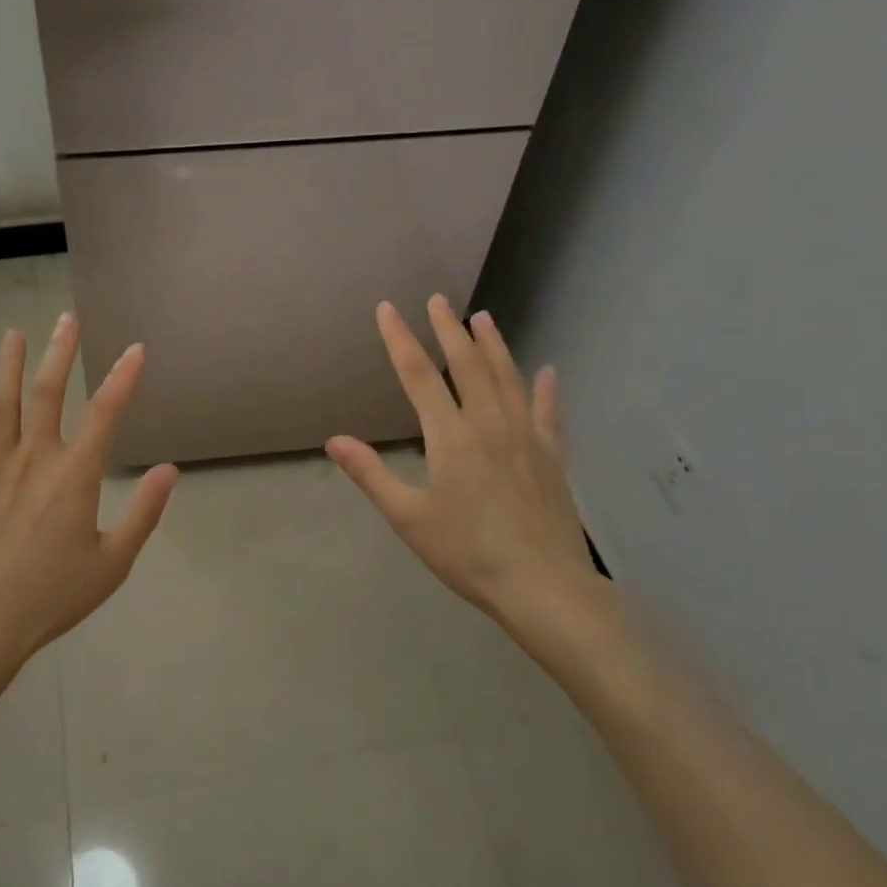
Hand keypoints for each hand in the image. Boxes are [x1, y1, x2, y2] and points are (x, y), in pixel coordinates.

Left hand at [0, 312, 177, 670]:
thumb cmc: (52, 596)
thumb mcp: (112, 563)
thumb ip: (143, 514)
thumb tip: (169, 470)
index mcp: (75, 475)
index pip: (105, 414)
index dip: (123, 378)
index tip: (135, 349)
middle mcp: (35, 460)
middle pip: (49, 394)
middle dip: (60, 353)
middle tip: (66, 319)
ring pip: (3, 406)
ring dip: (10, 368)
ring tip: (13, 335)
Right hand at [327, 297, 607, 662]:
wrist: (545, 587)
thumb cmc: (469, 554)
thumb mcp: (409, 518)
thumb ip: (371, 474)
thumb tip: (334, 440)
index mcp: (450, 436)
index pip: (418, 375)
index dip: (400, 338)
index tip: (388, 309)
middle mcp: (489, 424)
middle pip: (467, 364)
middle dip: (448, 329)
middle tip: (438, 298)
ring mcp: (526, 437)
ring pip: (508, 378)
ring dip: (494, 345)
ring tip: (483, 317)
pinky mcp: (552, 456)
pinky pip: (548, 413)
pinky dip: (546, 390)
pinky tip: (548, 372)